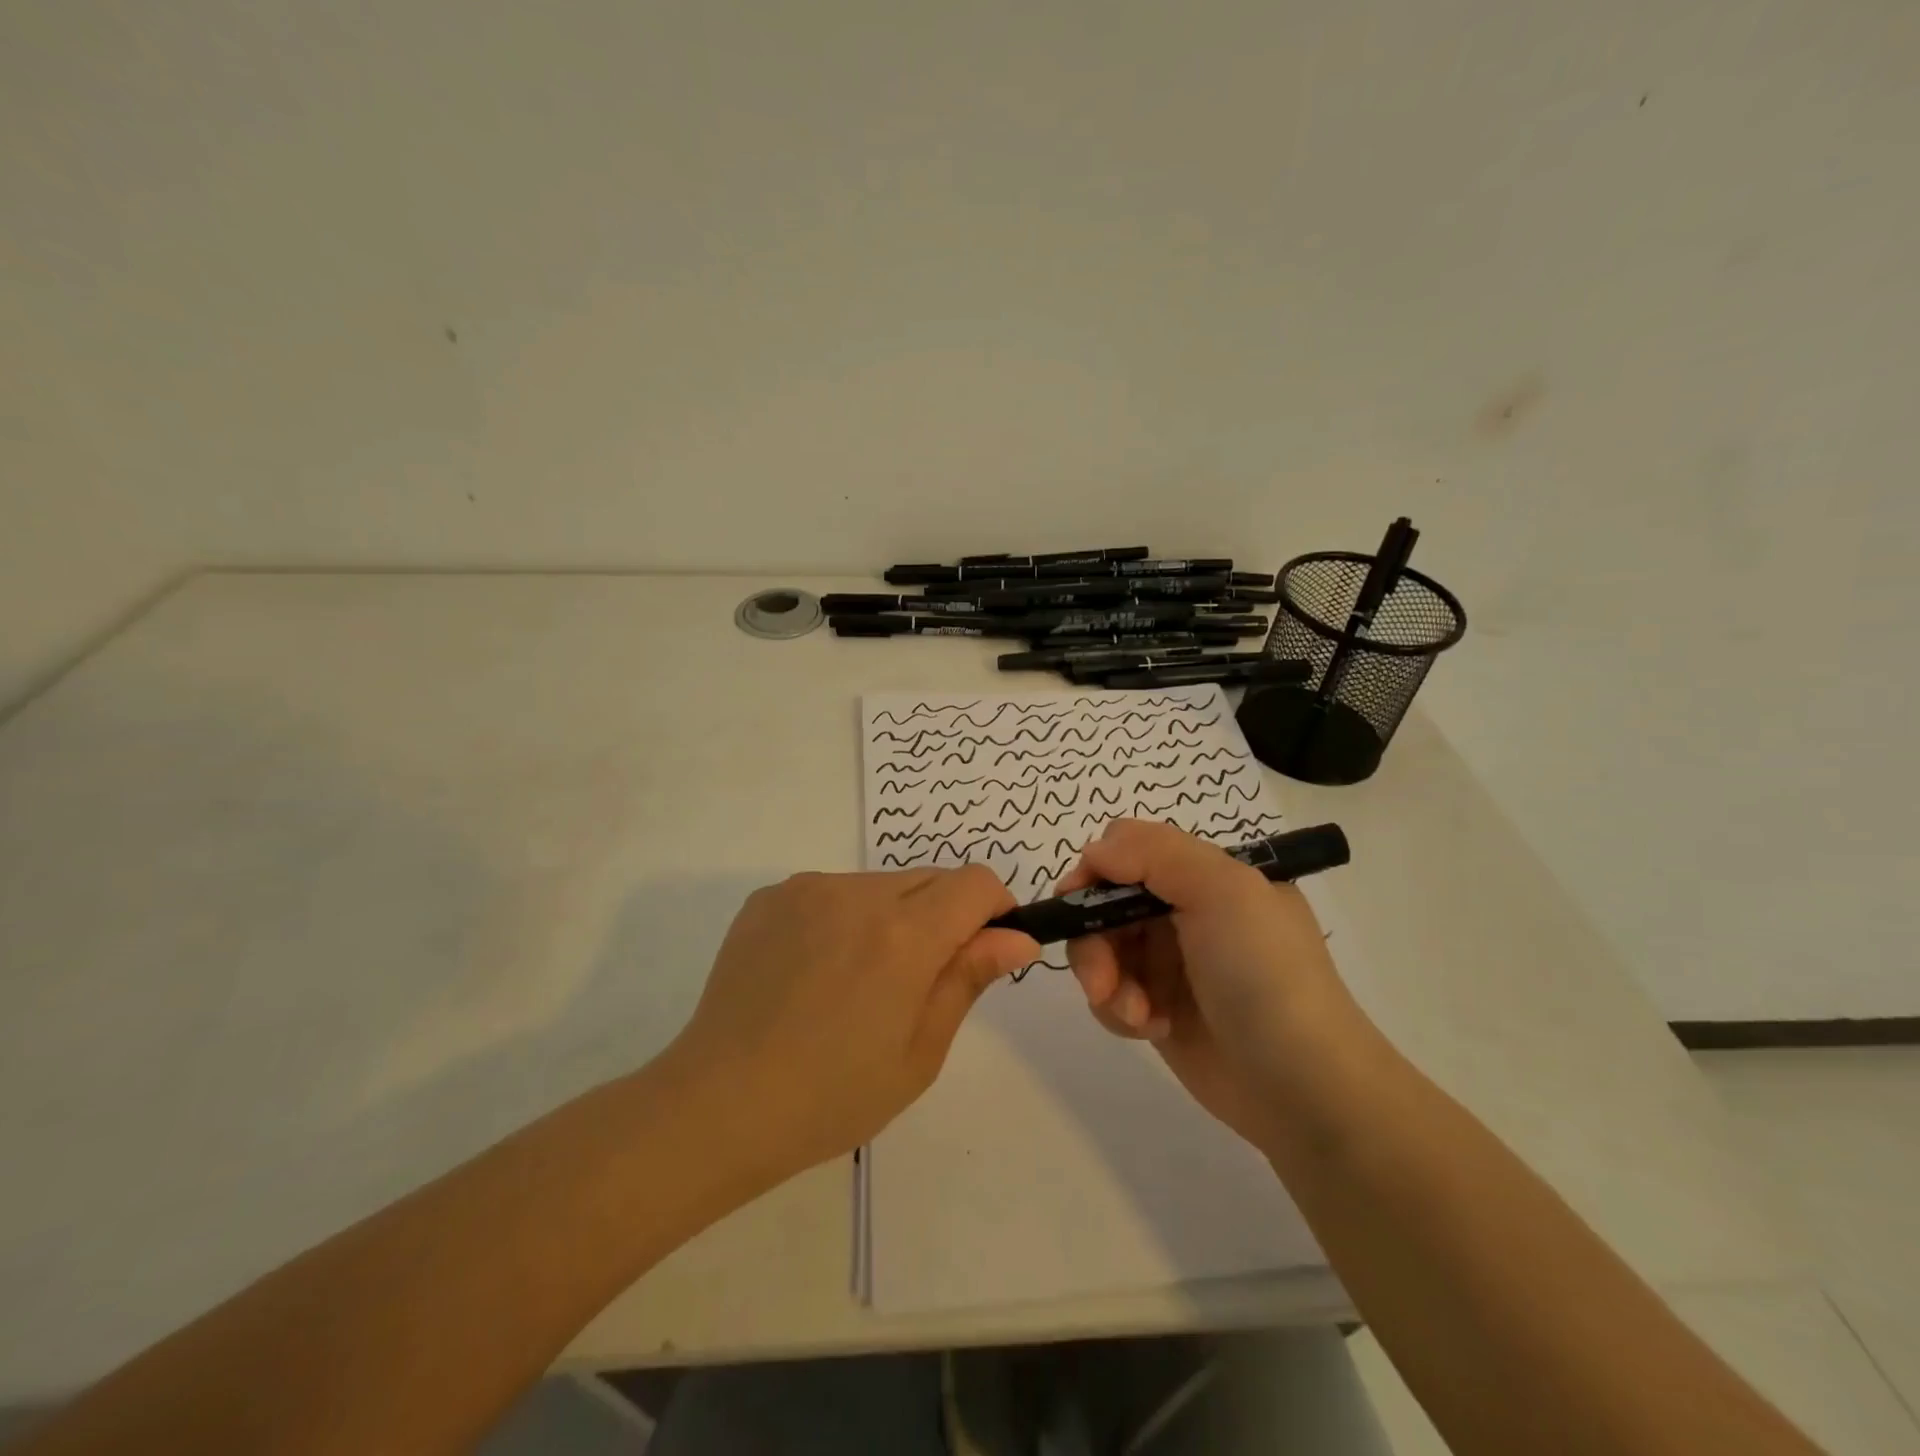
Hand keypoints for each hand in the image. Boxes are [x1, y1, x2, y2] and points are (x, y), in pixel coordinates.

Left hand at [666, 867, 1039, 1179]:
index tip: (982, 951)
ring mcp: (806, 889)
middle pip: (930, 880)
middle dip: (942, 918)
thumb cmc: (831, 1096)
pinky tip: (813, 974)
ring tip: (855, 983)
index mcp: (903, 935)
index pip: (975, 883)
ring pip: (879, 885)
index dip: (993, 911)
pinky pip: (831, 893)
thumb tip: (1018, 936)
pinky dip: (842, 920)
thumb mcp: (919, 1052)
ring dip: (891, 918)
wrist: (717, 1105)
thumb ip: (968, 978)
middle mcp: (857, 893)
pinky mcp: (769, 897)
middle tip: (914, 984)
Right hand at [1057, 819, 1368, 1154]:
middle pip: (1104, 902)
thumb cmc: (1266, 976)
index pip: (1130, 848)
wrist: (1304, 1090)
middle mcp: (1184, 911)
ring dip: (1106, 980)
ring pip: (1101, 949)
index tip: (1078, 902)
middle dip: (1094, 940)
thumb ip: (1154, 853)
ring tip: (1136, 1015)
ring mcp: (1170, 962)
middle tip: (1101, 980)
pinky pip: (1110, 993)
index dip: (1097, 870)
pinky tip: (1149, 1029)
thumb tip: (1092, 853)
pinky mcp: (1157, 1007)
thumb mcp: (1224, 892)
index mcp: (1206, 874)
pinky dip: (1118, 1009)